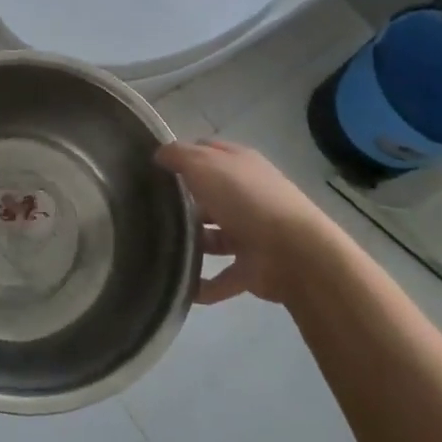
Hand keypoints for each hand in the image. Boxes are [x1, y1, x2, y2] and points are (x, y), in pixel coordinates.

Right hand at [155, 138, 340, 304]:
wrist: (294, 253)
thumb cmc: (245, 199)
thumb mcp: (204, 164)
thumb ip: (179, 156)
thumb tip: (159, 154)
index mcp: (239, 165)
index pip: (208, 152)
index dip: (183, 156)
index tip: (153, 167)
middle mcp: (246, 195)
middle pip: (209, 195)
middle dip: (184, 202)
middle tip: (147, 210)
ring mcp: (251, 233)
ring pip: (215, 236)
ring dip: (192, 243)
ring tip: (158, 249)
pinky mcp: (252, 268)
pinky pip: (222, 277)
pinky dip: (204, 285)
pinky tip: (181, 289)